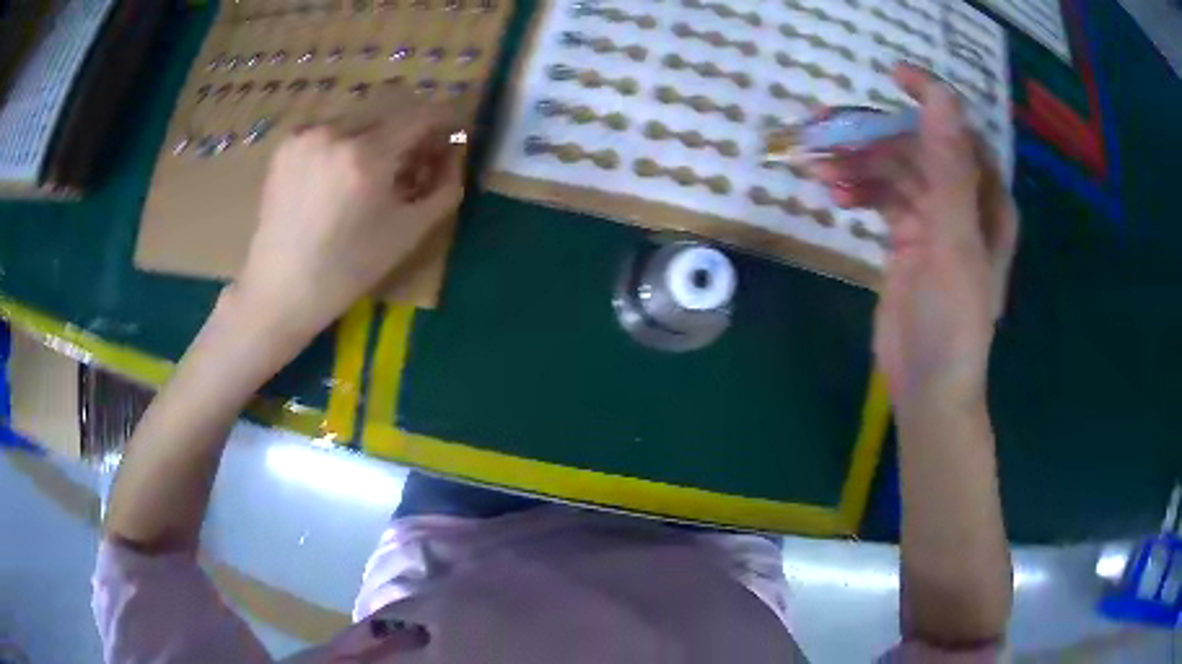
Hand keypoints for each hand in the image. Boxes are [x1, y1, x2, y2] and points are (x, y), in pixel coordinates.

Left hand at [233, 91, 463, 339]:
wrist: (279, 289)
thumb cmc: (346, 270)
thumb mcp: (408, 234)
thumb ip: (444, 188)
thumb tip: (456, 154)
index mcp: (366, 156)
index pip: (422, 113)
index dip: (447, 119)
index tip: (455, 133)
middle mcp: (335, 132)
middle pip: (392, 107)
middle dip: (411, 127)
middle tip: (415, 159)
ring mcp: (306, 134)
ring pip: (361, 116)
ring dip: (378, 133)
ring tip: (373, 171)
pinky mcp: (286, 143)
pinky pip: (331, 127)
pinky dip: (347, 141)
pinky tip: (340, 175)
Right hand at [812, 64, 1018, 408]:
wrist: (928, 385)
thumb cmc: (955, 320)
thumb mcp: (956, 242)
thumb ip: (950, 169)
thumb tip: (941, 97)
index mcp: (987, 199)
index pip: (960, 133)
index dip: (931, 100)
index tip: (893, 76)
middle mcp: (963, 202)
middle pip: (918, 148)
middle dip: (876, 137)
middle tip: (830, 132)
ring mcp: (932, 219)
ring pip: (894, 171)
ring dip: (858, 163)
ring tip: (819, 168)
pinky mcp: (905, 238)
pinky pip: (881, 197)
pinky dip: (857, 189)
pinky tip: (832, 191)